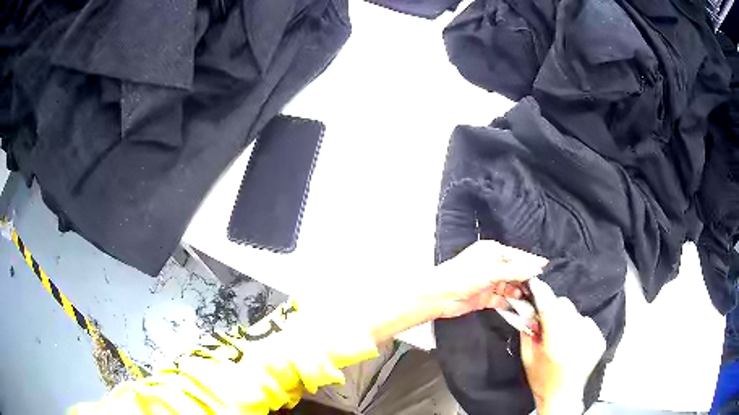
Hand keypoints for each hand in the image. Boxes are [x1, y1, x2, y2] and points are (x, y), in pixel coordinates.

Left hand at [369, 240, 547, 342]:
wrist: (439, 296)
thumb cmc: (462, 277)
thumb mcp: (491, 272)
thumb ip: (515, 271)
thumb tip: (535, 268)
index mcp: (492, 252)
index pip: (517, 256)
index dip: (531, 262)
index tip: (545, 266)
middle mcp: (492, 265)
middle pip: (515, 272)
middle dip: (527, 281)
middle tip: (541, 290)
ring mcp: (489, 282)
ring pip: (510, 287)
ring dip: (520, 294)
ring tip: (533, 301)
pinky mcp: (485, 297)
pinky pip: (502, 300)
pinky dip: (510, 303)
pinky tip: (520, 308)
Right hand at [520, 278, 605, 414]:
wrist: (564, 396)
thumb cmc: (542, 379)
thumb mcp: (528, 358)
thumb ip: (527, 332)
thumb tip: (528, 308)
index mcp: (556, 343)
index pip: (550, 307)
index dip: (542, 293)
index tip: (535, 283)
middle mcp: (577, 336)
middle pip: (564, 305)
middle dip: (553, 309)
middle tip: (547, 323)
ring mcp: (592, 336)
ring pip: (575, 313)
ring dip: (566, 319)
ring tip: (562, 336)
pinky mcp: (599, 339)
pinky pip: (586, 322)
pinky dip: (578, 327)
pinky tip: (574, 342)